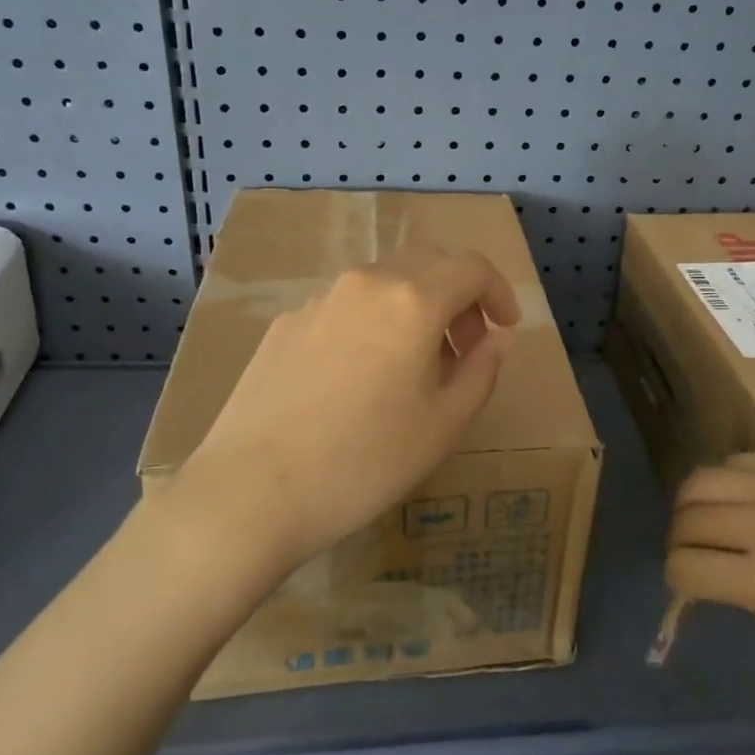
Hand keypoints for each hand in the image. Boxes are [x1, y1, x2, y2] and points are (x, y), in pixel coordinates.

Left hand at [168, 246, 520, 576]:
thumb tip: (495, 338)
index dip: (498, 292)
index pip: (471, 267)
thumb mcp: (444, 425)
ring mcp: (319, 299)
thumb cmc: (363, 462)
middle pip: (427, 263)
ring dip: (414, 306)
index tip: (504, 328)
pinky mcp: (286, 322)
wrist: (250, 491)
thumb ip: (481, 370)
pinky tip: (359, 376)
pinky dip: (372, 320)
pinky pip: (346, 305)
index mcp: (412, 300)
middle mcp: (366, 283)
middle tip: (464, 346)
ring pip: (384, 281)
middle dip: (458, 294)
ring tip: (413, 365)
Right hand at [665, 453, 754, 672]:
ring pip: (702, 478)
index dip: (678, 580)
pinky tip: (752, 495)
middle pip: (686, 517)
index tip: (690, 585)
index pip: (685, 567)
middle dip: (680, 539)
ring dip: (695, 503)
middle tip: (697, 550)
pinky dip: (732, 479)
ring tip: (714, 516)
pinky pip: (744, 460)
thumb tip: (725, 574)